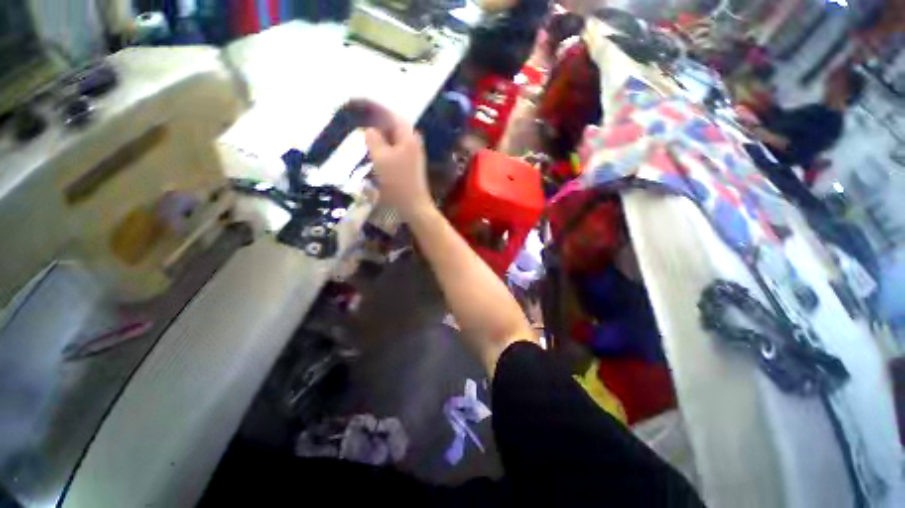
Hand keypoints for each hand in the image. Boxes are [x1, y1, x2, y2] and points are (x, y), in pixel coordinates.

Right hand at [362, 104, 432, 220]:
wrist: (414, 206)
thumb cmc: (397, 182)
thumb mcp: (381, 158)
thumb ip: (373, 139)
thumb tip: (370, 130)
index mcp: (408, 136)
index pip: (391, 114)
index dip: (375, 108)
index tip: (360, 105)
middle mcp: (413, 142)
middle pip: (393, 126)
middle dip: (377, 122)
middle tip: (360, 121)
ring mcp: (413, 155)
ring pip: (394, 139)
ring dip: (380, 137)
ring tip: (365, 136)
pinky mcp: (410, 166)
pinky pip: (395, 150)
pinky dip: (384, 148)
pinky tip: (375, 153)